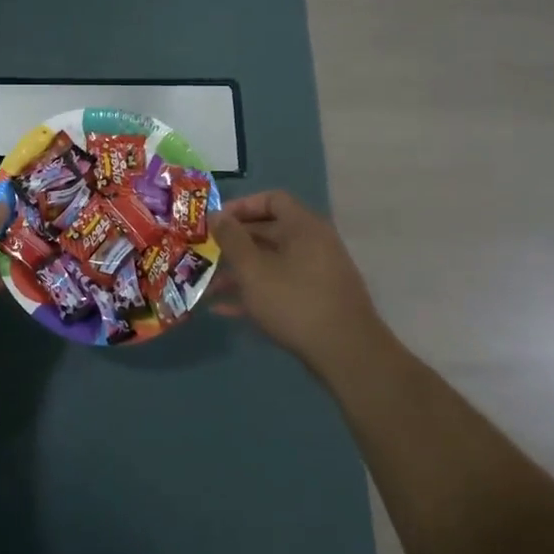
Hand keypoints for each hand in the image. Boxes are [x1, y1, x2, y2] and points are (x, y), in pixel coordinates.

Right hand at [209, 190, 390, 375]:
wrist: (347, 354)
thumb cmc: (294, 301)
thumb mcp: (253, 269)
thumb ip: (231, 239)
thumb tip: (216, 214)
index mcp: (304, 227)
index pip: (272, 199)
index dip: (242, 206)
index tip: (216, 221)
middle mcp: (314, 244)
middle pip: (269, 232)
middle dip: (235, 243)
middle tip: (206, 252)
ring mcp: (317, 274)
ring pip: (272, 263)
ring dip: (240, 272)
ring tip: (208, 286)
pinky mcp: (317, 301)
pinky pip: (281, 286)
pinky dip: (256, 292)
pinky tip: (226, 310)